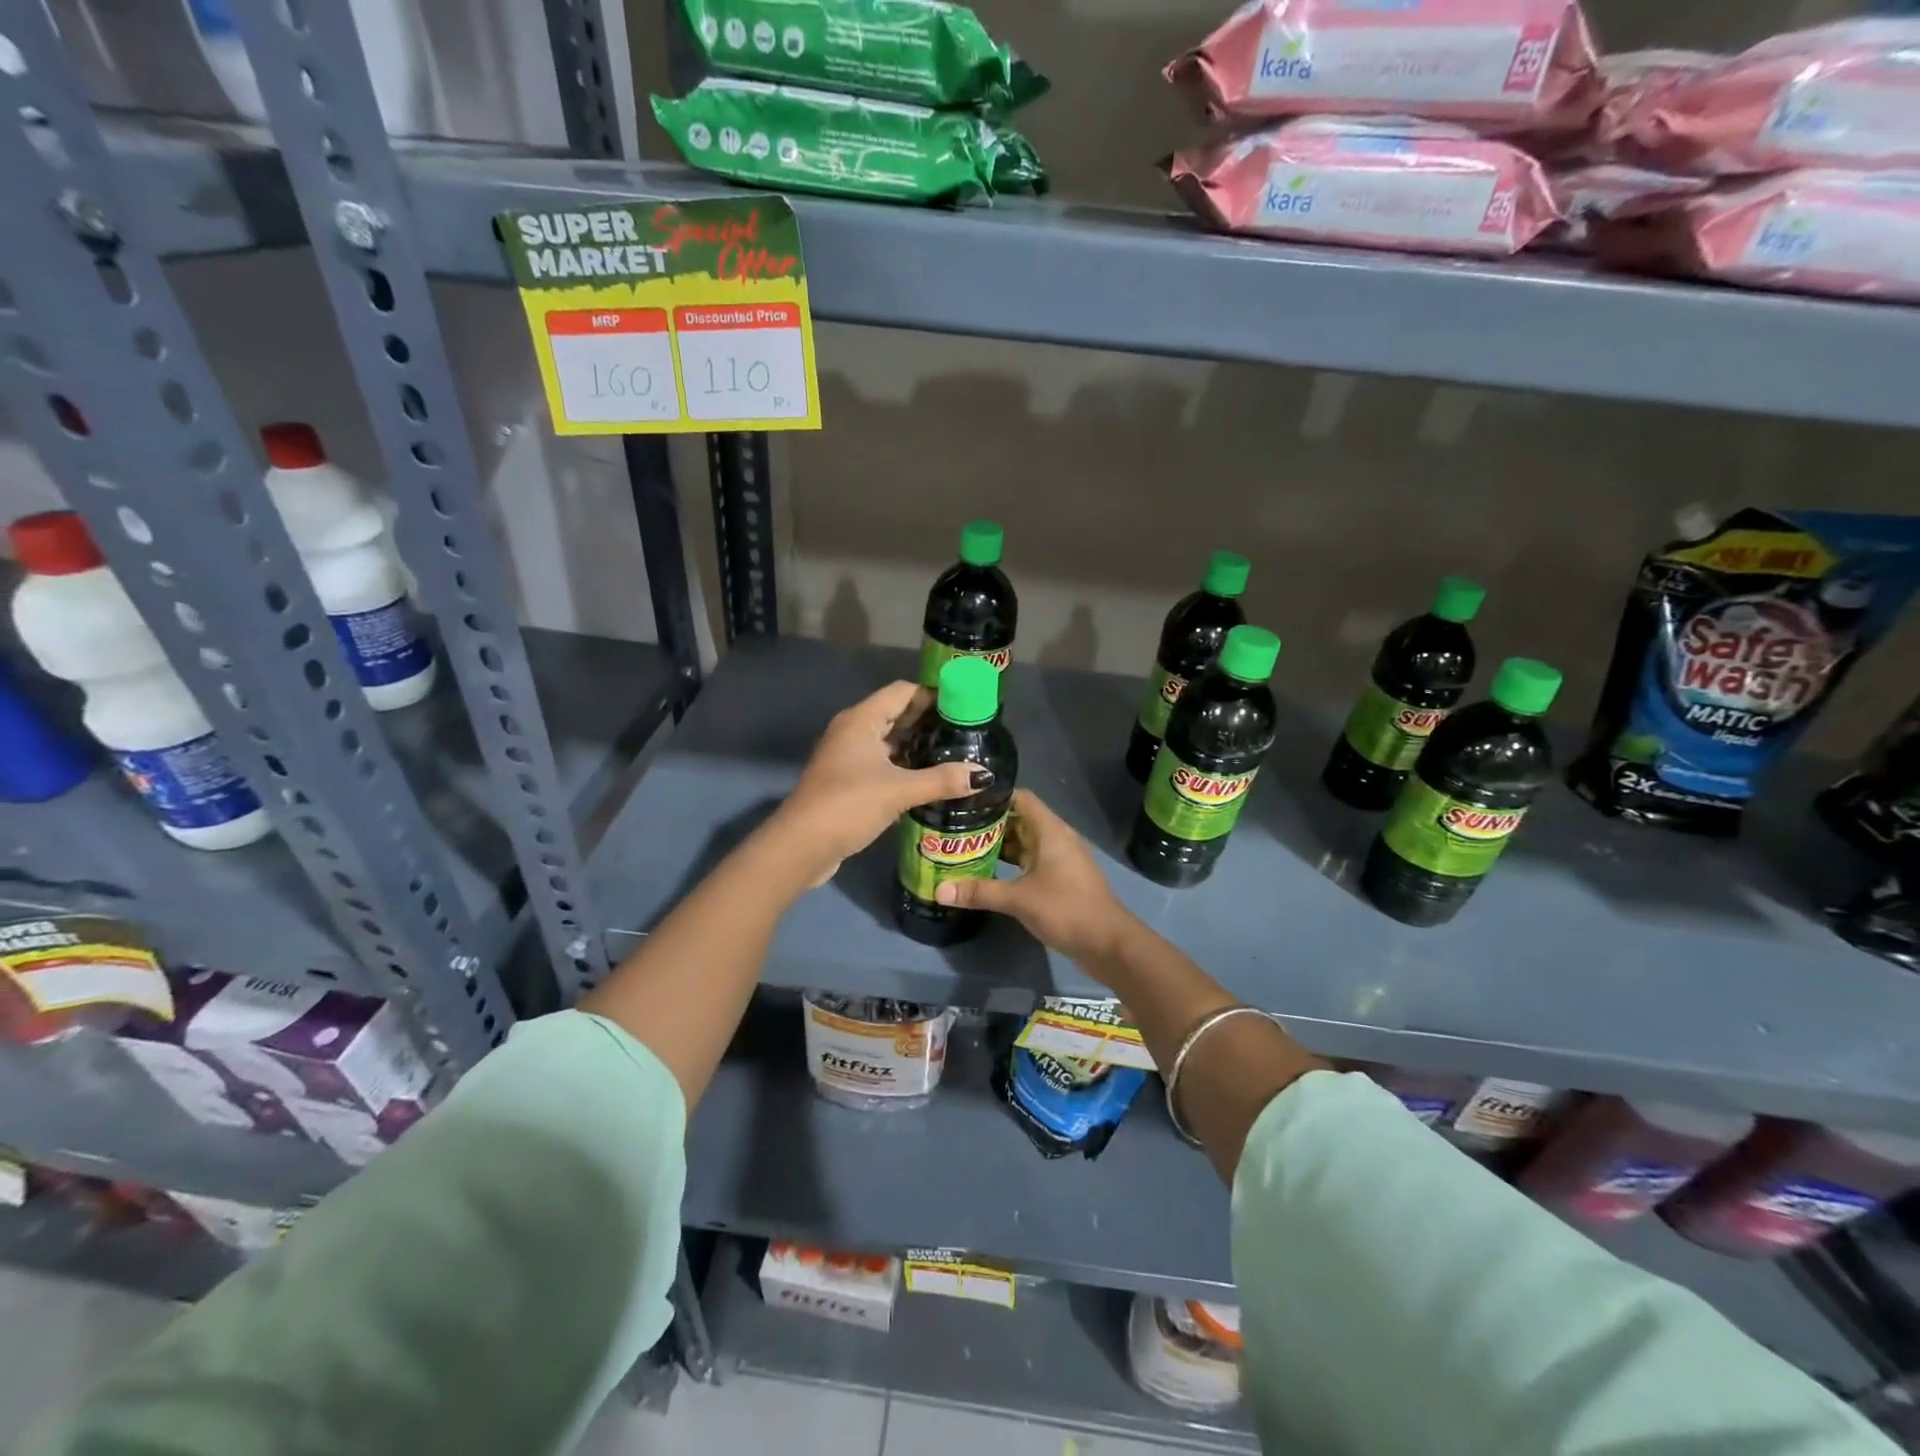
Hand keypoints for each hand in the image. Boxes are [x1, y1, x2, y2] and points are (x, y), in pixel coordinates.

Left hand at [771, 681, 982, 885]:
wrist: (801, 846)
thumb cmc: (848, 805)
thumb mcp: (899, 790)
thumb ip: (942, 780)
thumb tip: (983, 775)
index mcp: (861, 720)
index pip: (903, 692)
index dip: (933, 694)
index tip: (966, 705)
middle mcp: (853, 731)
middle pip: (897, 714)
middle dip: (930, 721)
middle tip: (967, 732)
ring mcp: (848, 758)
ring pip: (890, 742)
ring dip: (918, 746)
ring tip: (956, 754)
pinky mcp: (848, 782)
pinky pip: (882, 764)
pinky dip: (905, 767)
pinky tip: (930, 780)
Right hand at [934, 789, 1133, 965]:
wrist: (1108, 944)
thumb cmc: (1066, 909)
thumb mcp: (1018, 899)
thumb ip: (979, 892)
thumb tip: (938, 890)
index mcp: (1050, 831)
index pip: (1020, 798)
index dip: (994, 797)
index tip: (964, 801)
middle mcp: (1057, 838)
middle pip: (1020, 820)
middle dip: (990, 824)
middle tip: (955, 827)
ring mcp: (1061, 860)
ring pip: (1025, 843)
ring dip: (999, 846)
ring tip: (964, 848)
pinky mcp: (1061, 880)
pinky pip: (1031, 862)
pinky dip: (1011, 864)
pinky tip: (988, 873)